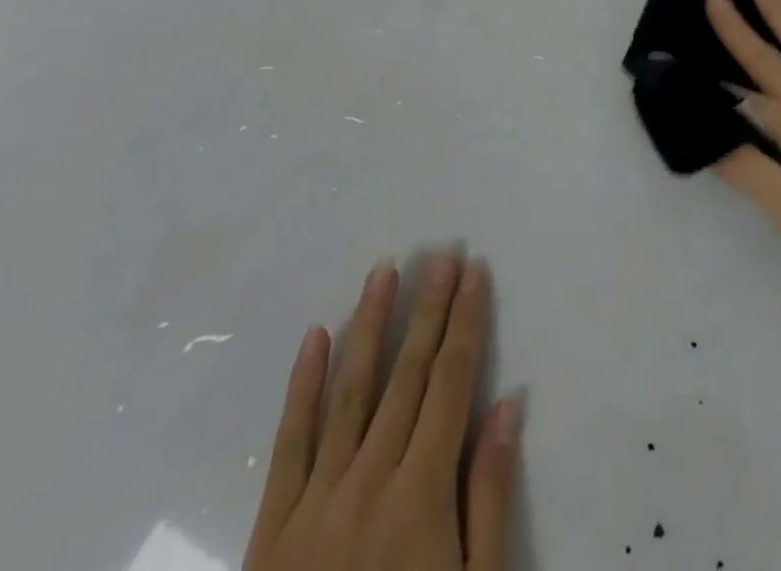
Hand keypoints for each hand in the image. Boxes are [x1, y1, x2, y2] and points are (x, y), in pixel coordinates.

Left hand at [243, 254, 520, 570]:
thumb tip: (509, 404)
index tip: (475, 271)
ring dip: (370, 325)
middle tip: (441, 252)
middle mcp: (368, 481)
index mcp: (421, 495)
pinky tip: (314, 337)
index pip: (451, 383)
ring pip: (349, 391)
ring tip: (384, 270)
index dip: (466, 322)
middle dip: (428, 308)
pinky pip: (288, 443)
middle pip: (406, 375)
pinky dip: (301, 386)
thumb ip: (489, 499)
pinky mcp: (271, 530)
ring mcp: (314, 502)